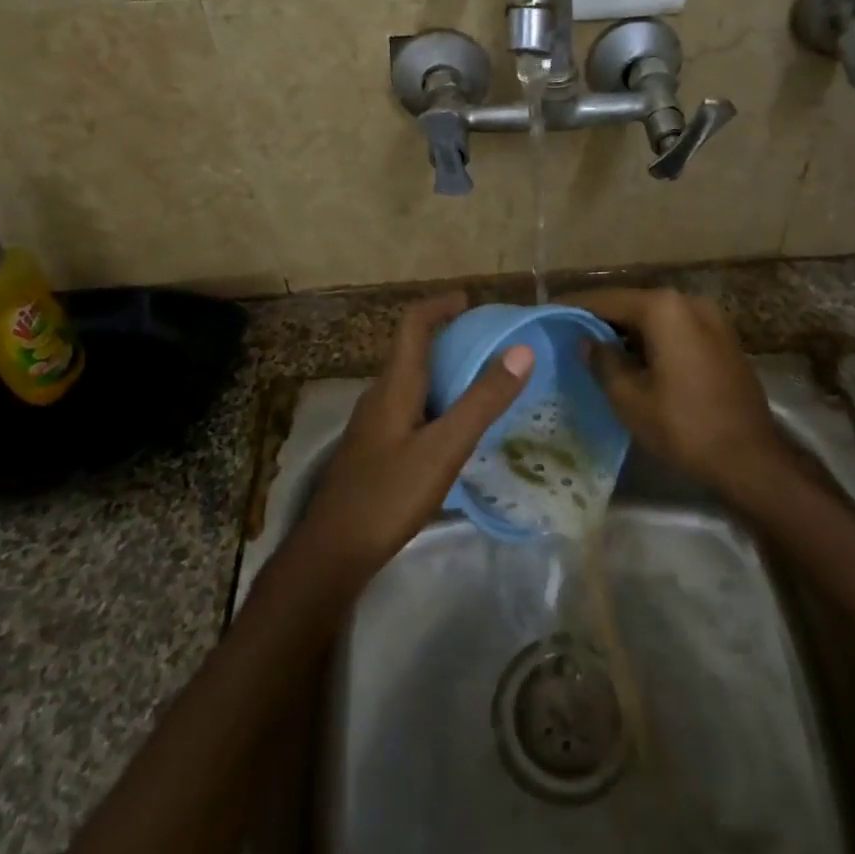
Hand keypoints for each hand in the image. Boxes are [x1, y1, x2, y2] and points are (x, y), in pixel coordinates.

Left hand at [297, 292, 533, 578]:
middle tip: (490, 346)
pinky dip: (437, 403)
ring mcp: (374, 424)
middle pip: (414, 351)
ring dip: (444, 373)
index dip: (440, 305)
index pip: (413, 324)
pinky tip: (455, 431)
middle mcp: (380, 395)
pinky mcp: (375, 450)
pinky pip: (410, 409)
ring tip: (482, 385)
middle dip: (449, 339)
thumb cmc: (389, 494)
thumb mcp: (444, 447)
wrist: (332, 552)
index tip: (471, 301)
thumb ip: (482, 400)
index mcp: (395, 385)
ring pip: (413, 383)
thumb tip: (522, 350)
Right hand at [565, 288, 790, 507]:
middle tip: (570, 333)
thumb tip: (586, 341)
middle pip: (634, 304)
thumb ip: (602, 361)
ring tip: (597, 348)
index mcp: (664, 308)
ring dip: (629, 330)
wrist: (749, 458)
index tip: (550, 312)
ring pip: (657, 317)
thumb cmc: (683, 425)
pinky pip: (678, 330)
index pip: (607, 300)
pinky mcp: (723, 340)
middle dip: (603, 318)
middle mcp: (689, 302)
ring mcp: (712, 319)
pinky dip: (654, 339)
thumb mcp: (629, 397)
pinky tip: (635, 359)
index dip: (575, 307)